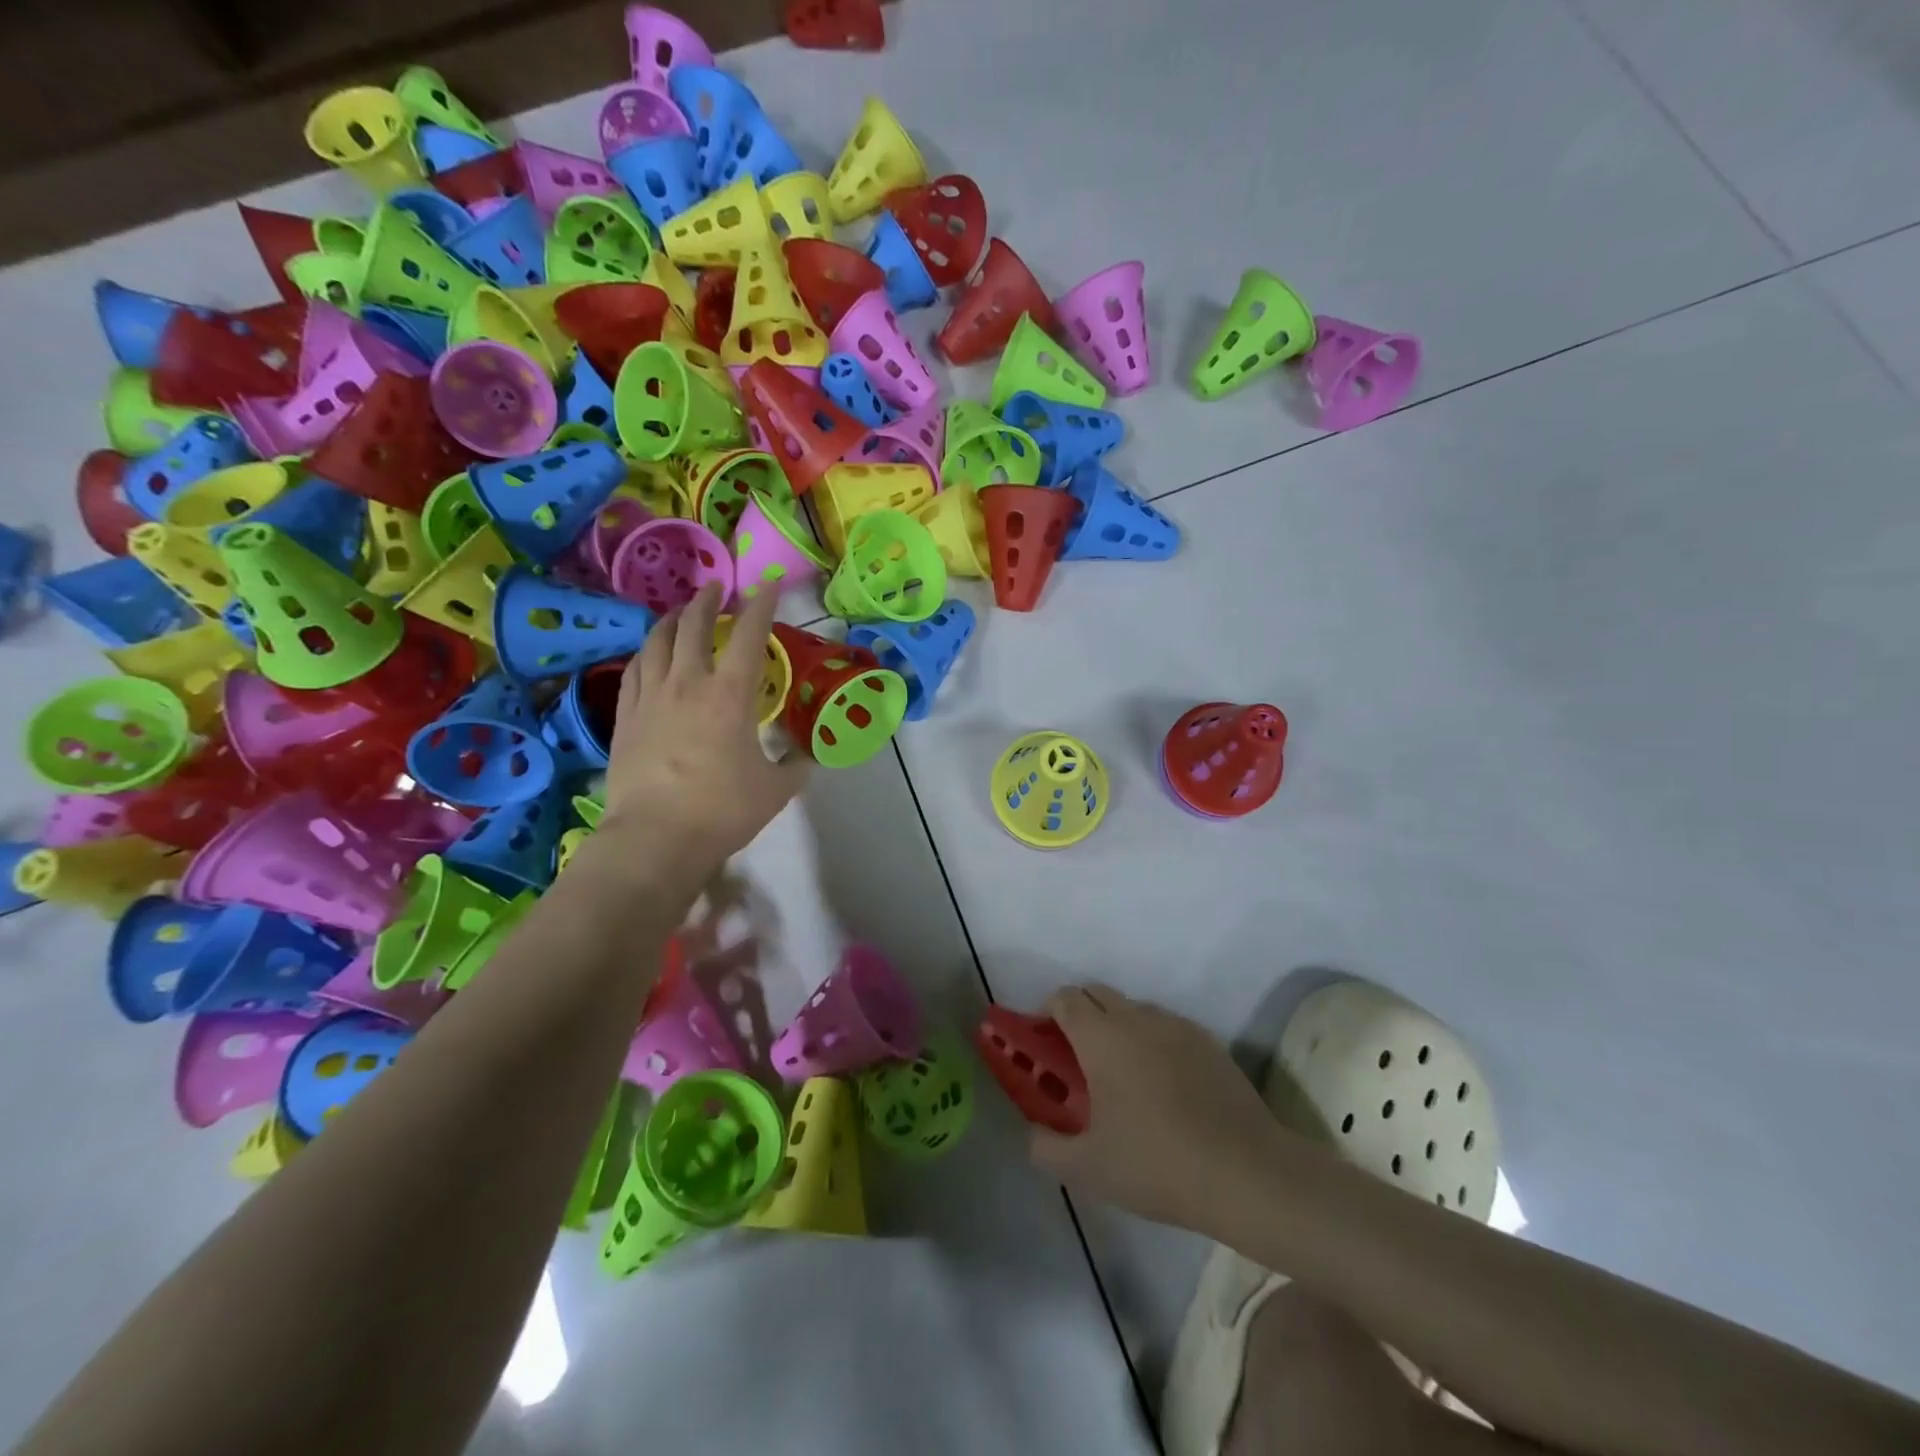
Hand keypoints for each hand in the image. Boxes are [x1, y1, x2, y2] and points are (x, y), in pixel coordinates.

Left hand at [593, 582, 809, 899]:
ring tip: (679, 612)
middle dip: (708, 601)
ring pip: (657, 642)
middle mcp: (687, 684)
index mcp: (730, 695)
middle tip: (717, 590)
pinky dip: (646, 652)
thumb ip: (794, 767)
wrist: (655, 838)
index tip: (770, 583)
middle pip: (693, 626)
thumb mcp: (775, 790)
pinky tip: (649, 654)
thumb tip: (806, 757)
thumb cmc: (722, 810)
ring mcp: (650, 698)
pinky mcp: (626, 717)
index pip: (749, 635)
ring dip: (672, 620)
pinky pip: (634, 670)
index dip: (762, 604)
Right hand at [1028, 984, 1286, 1231]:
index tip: (1044, 1046)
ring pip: (1134, 1010)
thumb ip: (1045, 1147)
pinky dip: (1154, 1043)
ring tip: (1123, 1077)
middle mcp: (1137, 1017)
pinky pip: (1167, 1028)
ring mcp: (1177, 1026)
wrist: (1246, 1173)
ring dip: (1117, 1028)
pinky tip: (1164, 1088)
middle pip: (1097, 994)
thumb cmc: (1156, 1165)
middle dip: (1080, 1015)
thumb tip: (1033, 1133)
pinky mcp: (1209, 1042)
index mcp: (1101, 1036)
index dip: (1047, 1014)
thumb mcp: (1087, 1169)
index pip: (1064, 998)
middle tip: (1076, 1062)